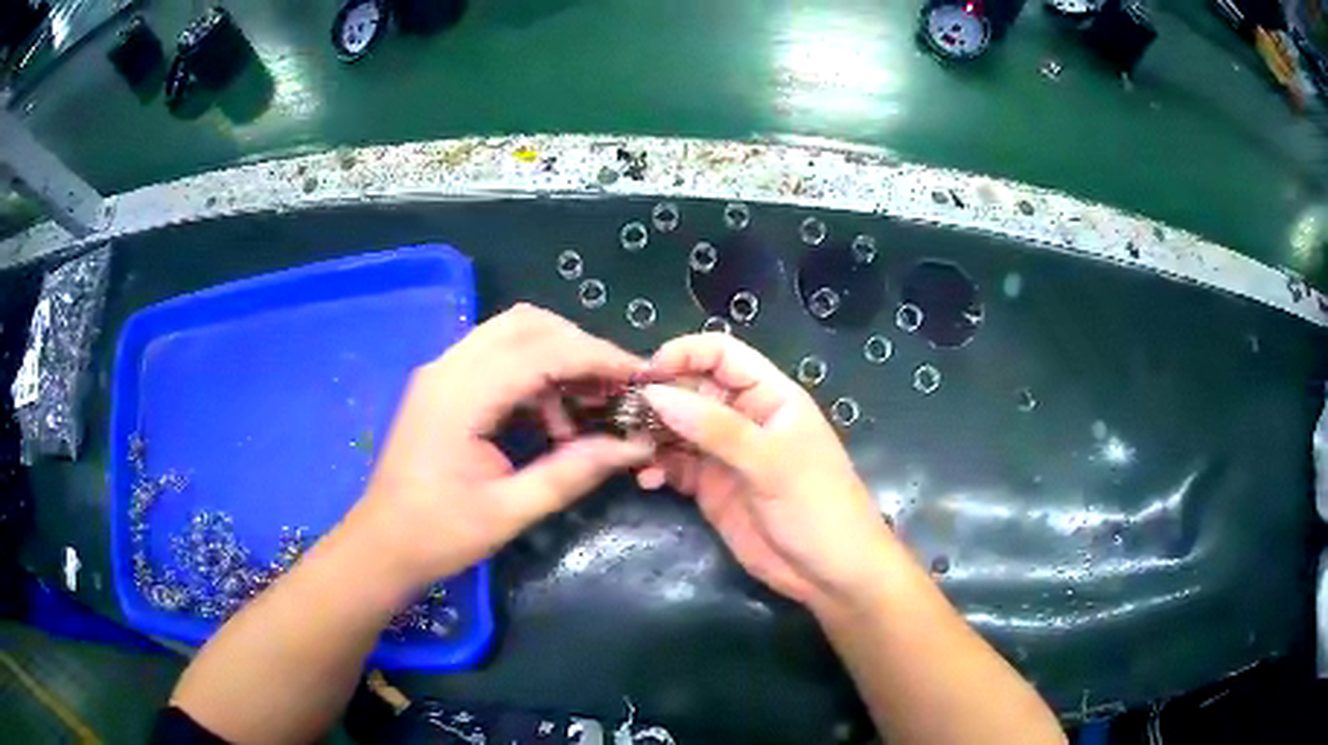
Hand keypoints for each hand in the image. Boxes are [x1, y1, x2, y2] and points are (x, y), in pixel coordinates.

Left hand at [347, 304, 653, 586]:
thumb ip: (572, 472)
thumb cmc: (439, 535)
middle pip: (527, 323)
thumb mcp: (510, 511)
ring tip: (585, 409)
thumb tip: (634, 445)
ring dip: (557, 358)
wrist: (382, 545)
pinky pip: (497, 356)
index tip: (640, 376)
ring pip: (512, 333)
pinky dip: (533, 373)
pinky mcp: (442, 383)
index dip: (597, 358)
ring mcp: (441, 371)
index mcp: (461, 396)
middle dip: (580, 347)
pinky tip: (549, 420)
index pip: (542, 351)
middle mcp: (449, 367)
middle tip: (614, 388)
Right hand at [637, 334, 896, 609]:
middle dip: (660, 397)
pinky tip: (646, 480)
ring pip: (679, 428)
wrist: (830, 573)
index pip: (722, 354)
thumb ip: (717, 429)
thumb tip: (656, 394)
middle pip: (693, 389)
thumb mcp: (773, 463)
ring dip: (653, 434)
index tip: (646, 374)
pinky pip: (676, 466)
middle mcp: (744, 418)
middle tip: (625, 416)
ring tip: (630, 449)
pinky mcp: (712, 488)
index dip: (684, 354)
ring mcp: (726, 454)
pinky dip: (657, 468)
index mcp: (770, 396)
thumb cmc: (817, 507)